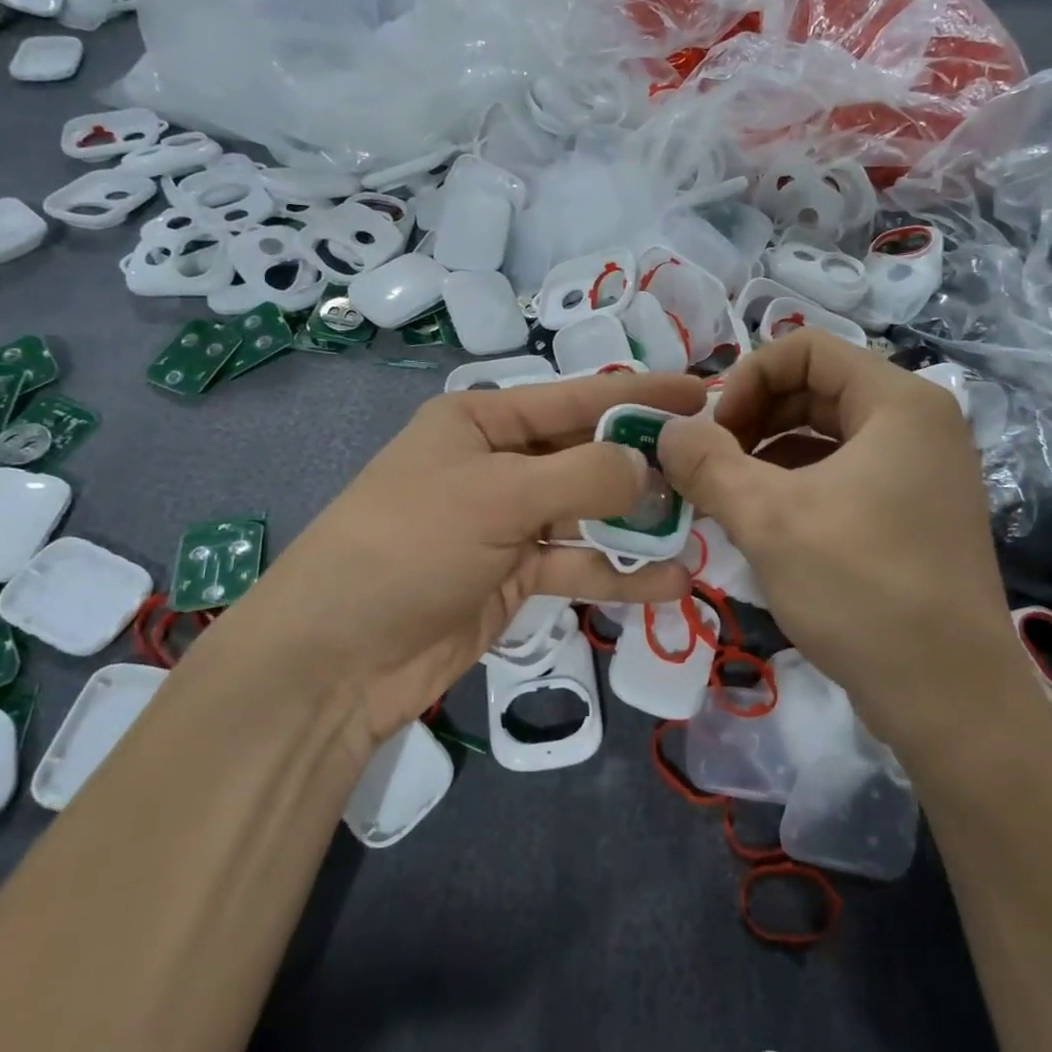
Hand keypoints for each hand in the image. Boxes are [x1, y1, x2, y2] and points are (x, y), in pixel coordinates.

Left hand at [224, 371, 704, 752]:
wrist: (338, 657)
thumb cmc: (411, 545)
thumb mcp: (497, 495)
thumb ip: (583, 476)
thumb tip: (648, 466)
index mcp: (482, 421)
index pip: (576, 398)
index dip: (640, 394)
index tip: (702, 393)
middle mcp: (499, 464)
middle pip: (588, 455)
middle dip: (647, 464)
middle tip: (713, 470)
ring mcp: (508, 523)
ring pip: (590, 514)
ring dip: (641, 525)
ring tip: (703, 530)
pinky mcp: (515, 576)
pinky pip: (578, 564)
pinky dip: (619, 573)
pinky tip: (671, 582)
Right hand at [658, 332, 1043, 753]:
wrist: (949, 698)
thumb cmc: (862, 590)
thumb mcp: (768, 518)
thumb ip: (706, 463)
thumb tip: (666, 430)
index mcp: (899, 402)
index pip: (805, 348)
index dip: (746, 378)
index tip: (710, 432)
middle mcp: (918, 424)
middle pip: (815, 389)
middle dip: (752, 418)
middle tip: (707, 466)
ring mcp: (920, 470)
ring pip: (825, 435)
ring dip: (766, 454)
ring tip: (724, 495)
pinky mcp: (912, 512)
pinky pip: (842, 474)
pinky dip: (794, 484)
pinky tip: (760, 521)